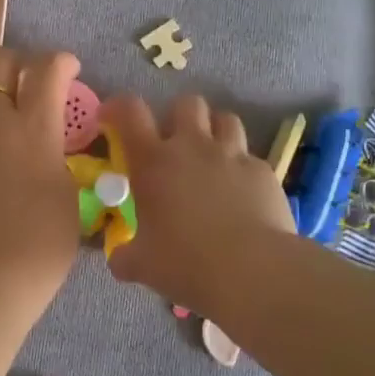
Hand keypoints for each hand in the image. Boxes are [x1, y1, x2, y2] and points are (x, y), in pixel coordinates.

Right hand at [102, 93, 294, 316]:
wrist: (253, 271)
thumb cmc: (185, 262)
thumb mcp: (141, 265)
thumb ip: (124, 256)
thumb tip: (118, 259)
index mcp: (153, 162)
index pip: (130, 111)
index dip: (118, 106)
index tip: (111, 117)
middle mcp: (193, 147)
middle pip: (186, 103)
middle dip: (177, 116)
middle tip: (172, 143)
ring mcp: (232, 156)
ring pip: (225, 119)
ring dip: (214, 131)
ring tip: (210, 156)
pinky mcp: (264, 172)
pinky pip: (250, 157)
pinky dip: (241, 168)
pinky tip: (240, 193)